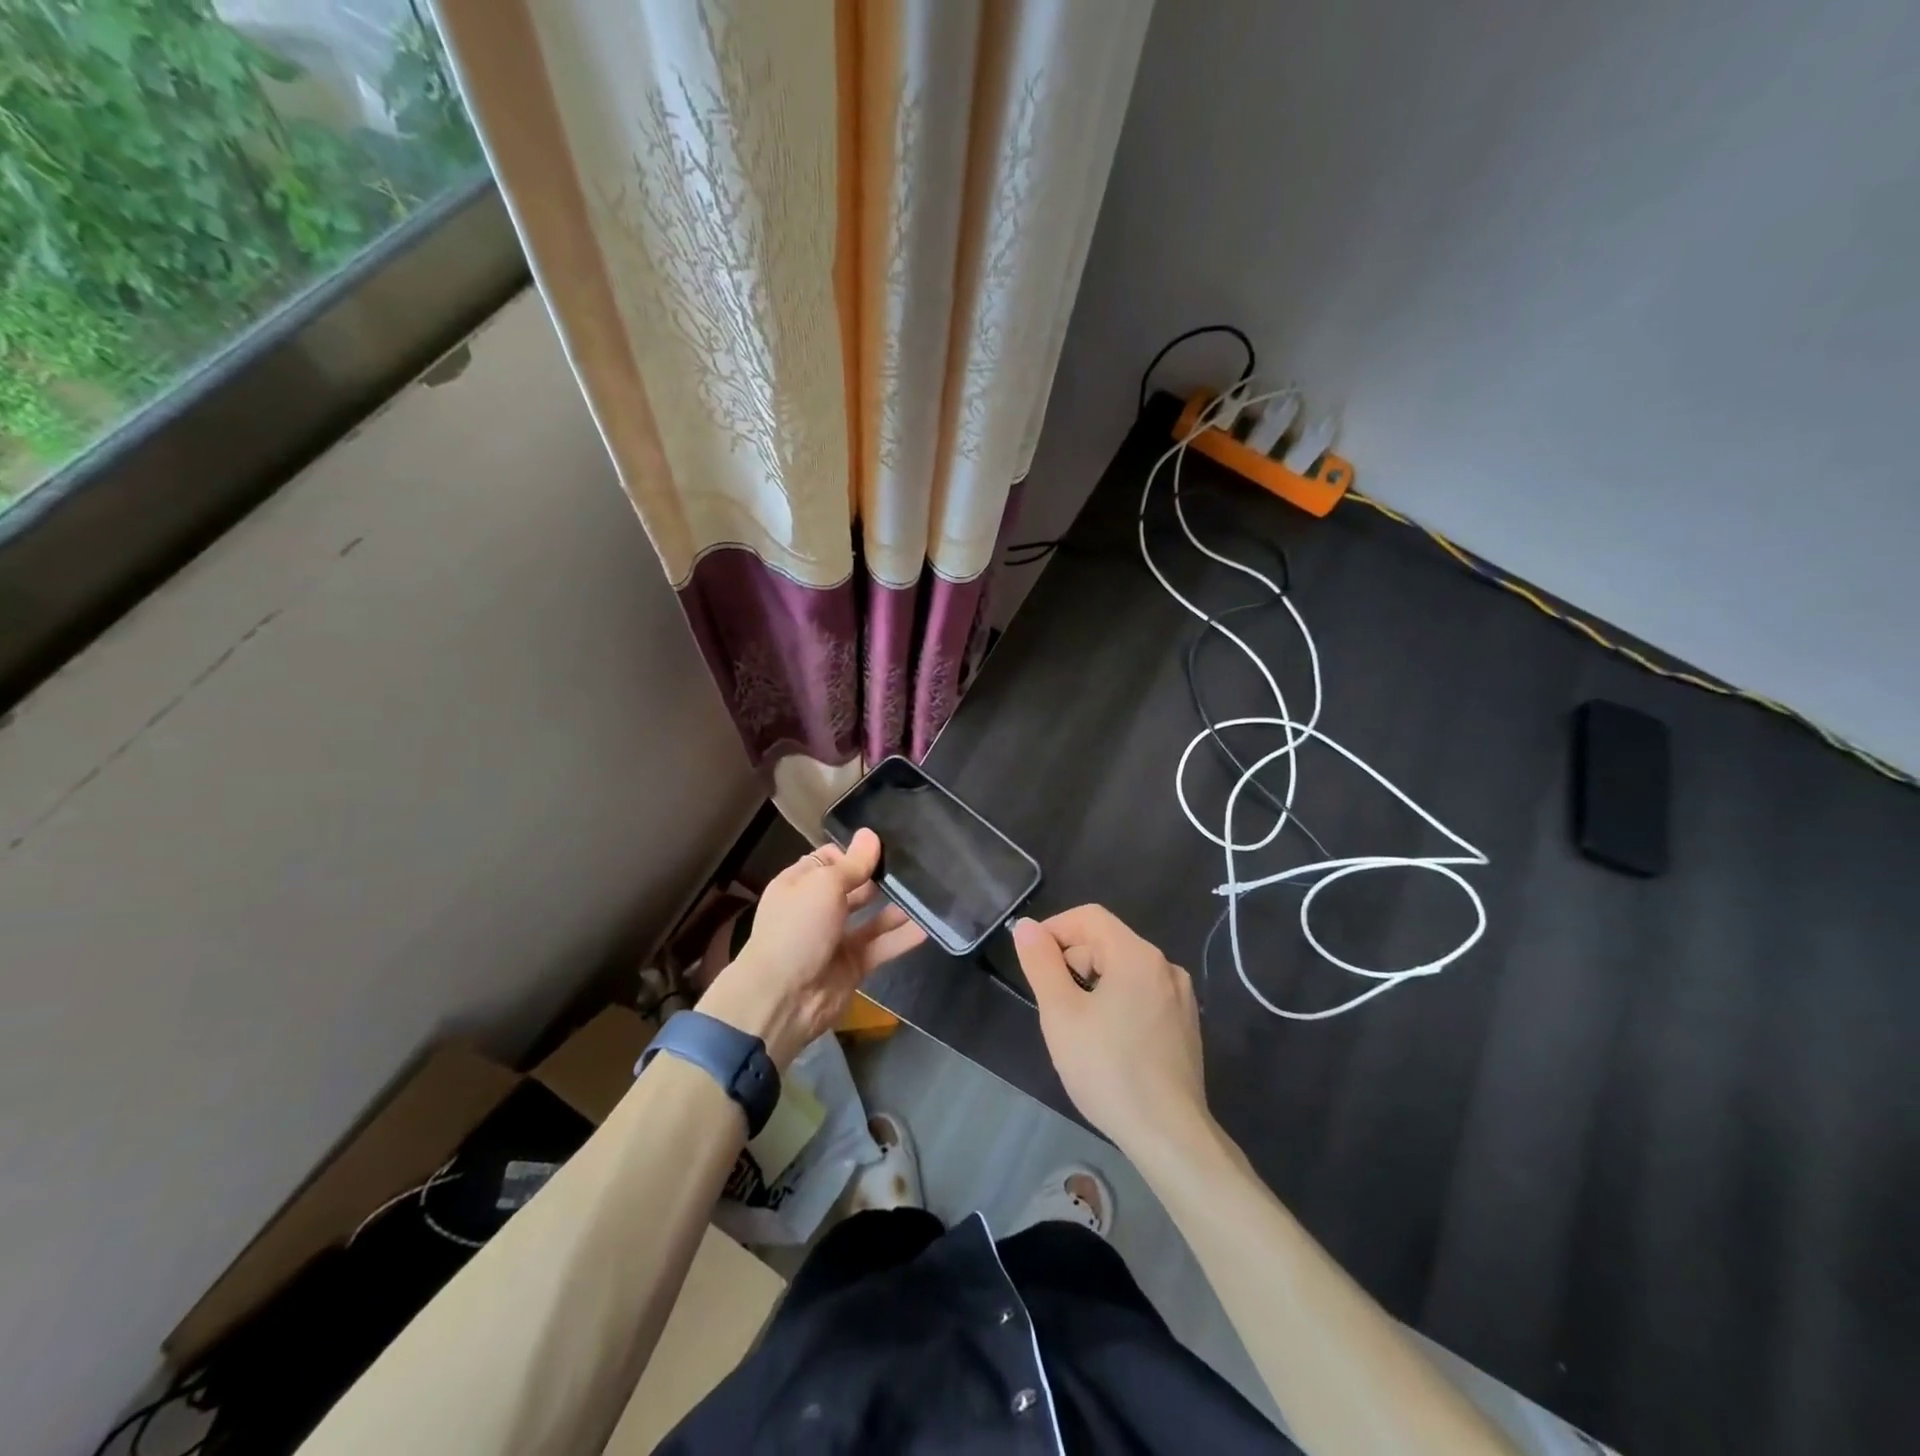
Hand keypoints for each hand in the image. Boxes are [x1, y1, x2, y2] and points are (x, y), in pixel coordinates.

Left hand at [698, 829, 925, 1068]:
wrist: (783, 998)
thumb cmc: (797, 929)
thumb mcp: (824, 886)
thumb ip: (853, 864)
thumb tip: (870, 834)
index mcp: (800, 885)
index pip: (830, 860)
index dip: (855, 852)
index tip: (887, 844)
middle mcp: (817, 909)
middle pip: (853, 887)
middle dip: (879, 877)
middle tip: (917, 863)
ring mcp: (836, 939)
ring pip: (871, 918)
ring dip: (896, 907)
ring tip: (928, 890)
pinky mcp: (853, 965)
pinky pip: (881, 946)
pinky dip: (902, 937)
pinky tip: (928, 926)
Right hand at [1012, 906, 1209, 1157]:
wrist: (1170, 1136)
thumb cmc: (1108, 1070)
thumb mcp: (1061, 1014)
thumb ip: (1041, 963)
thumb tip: (1027, 926)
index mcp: (1137, 955)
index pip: (1089, 917)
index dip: (1055, 929)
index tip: (1033, 960)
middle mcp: (1165, 966)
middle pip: (1108, 942)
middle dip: (1073, 961)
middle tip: (1052, 1003)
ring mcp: (1180, 997)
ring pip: (1125, 970)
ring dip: (1093, 984)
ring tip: (1076, 1026)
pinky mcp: (1186, 1025)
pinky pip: (1143, 994)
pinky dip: (1117, 1002)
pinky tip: (1107, 1042)